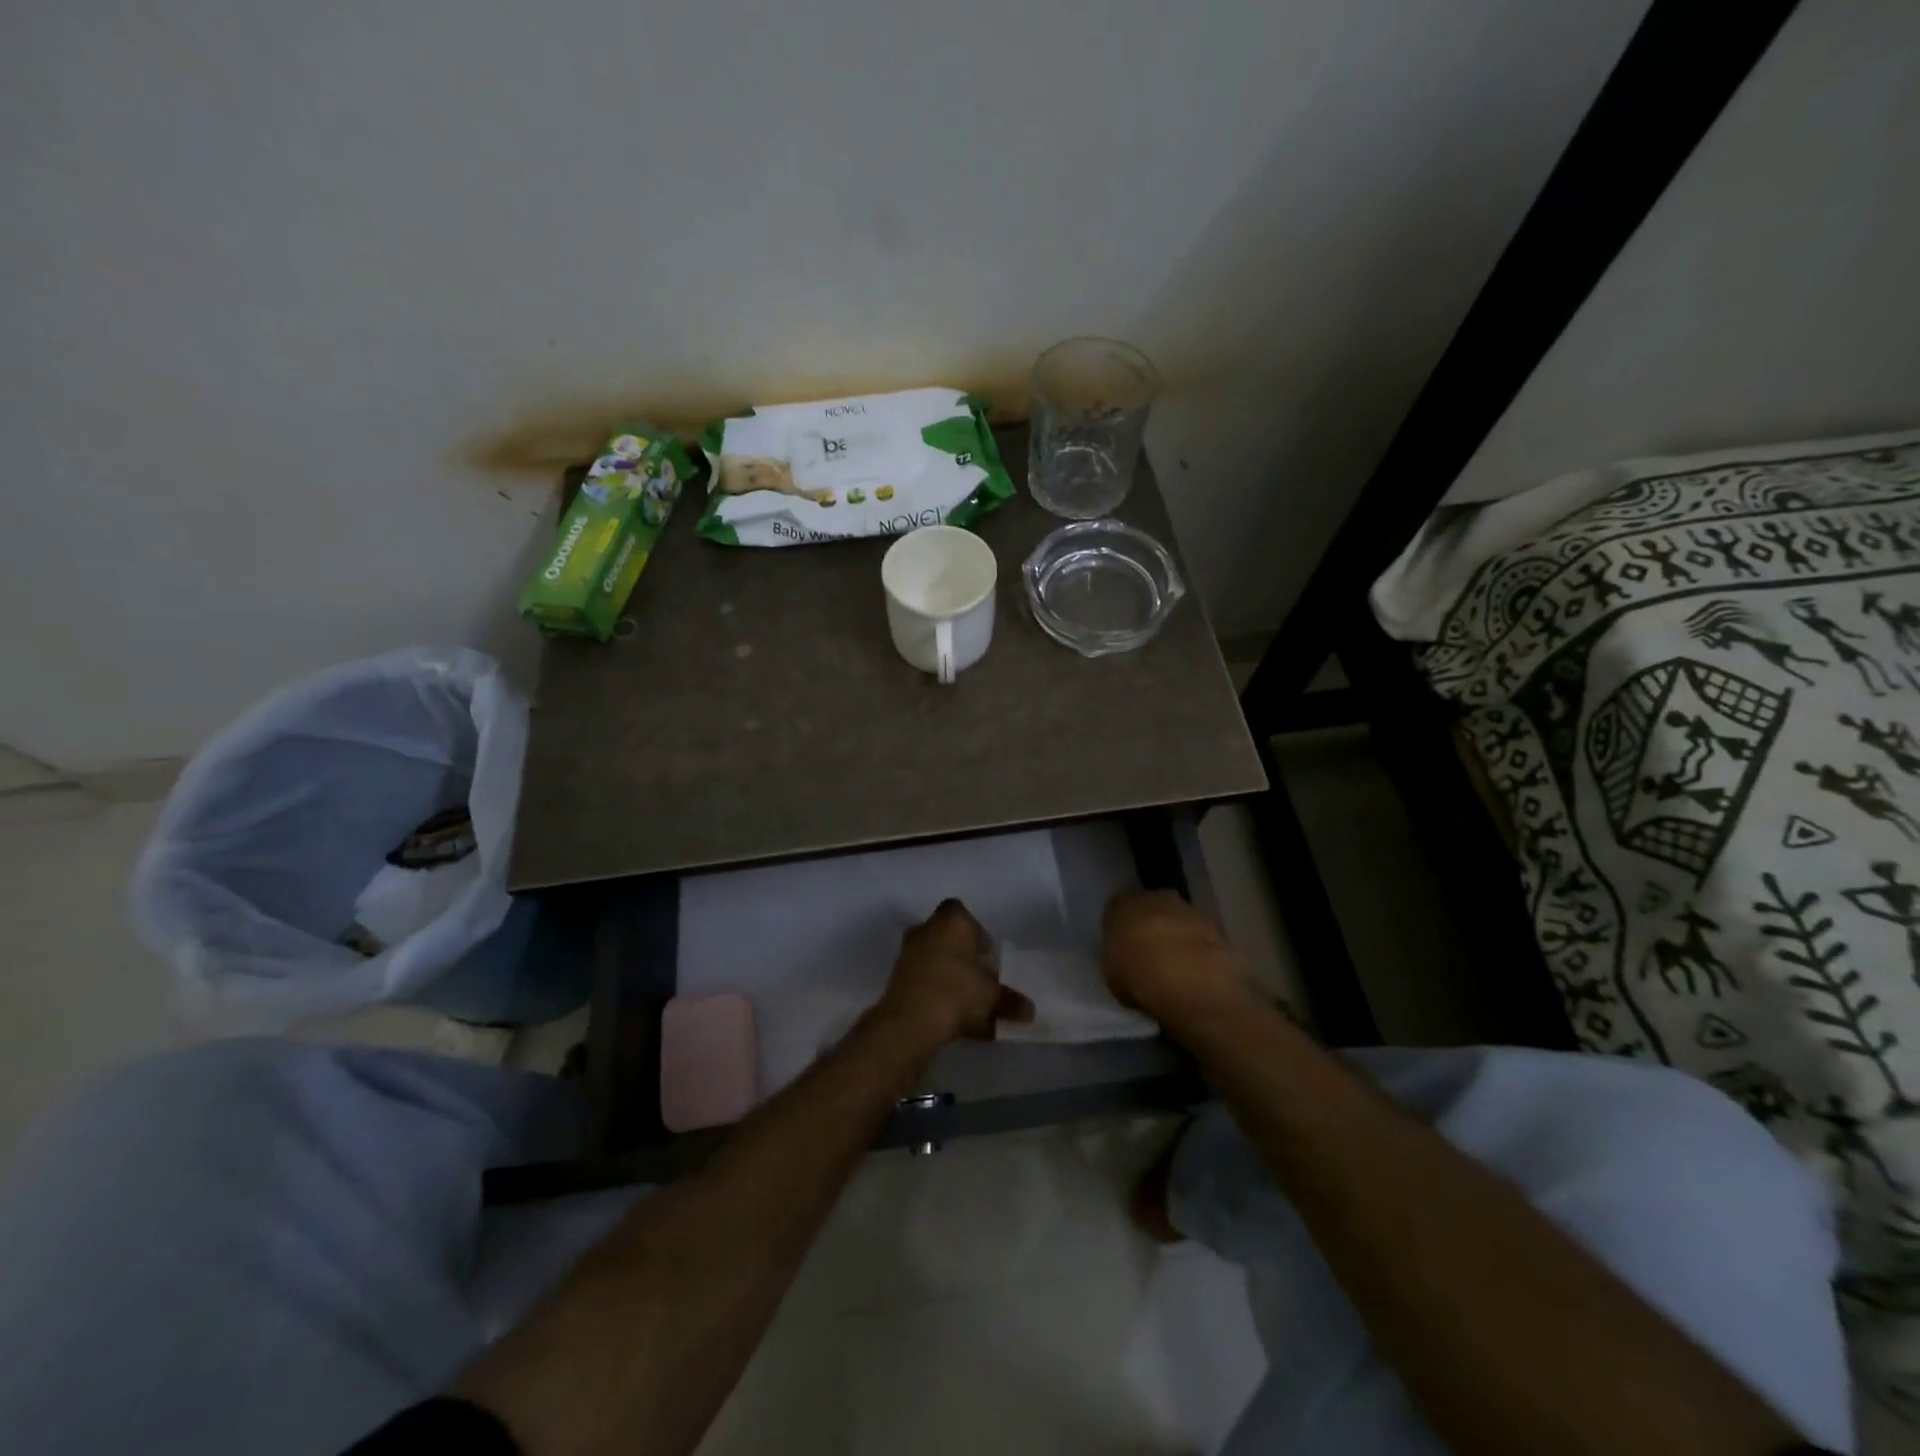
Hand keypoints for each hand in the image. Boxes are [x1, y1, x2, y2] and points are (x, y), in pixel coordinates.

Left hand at [875, 900, 1033, 1046]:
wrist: (912, 1019)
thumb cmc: (958, 991)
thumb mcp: (993, 996)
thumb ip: (1010, 1001)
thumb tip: (1029, 1010)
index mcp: (951, 922)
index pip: (960, 911)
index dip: (974, 929)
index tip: (985, 952)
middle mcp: (926, 930)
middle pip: (945, 936)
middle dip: (960, 954)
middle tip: (978, 976)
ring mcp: (907, 954)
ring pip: (932, 960)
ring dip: (947, 976)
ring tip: (967, 1004)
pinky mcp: (895, 980)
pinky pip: (922, 982)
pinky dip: (935, 995)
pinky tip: (951, 1020)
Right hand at [1100, 891, 1251, 1022]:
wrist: (1190, 982)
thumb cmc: (1137, 976)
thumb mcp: (1112, 974)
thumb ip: (1119, 958)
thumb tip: (1128, 960)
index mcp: (1123, 904)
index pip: (1118, 907)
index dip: (1122, 927)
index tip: (1125, 947)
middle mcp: (1156, 897)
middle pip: (1153, 908)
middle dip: (1154, 927)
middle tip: (1152, 955)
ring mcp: (1191, 911)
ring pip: (1181, 921)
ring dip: (1181, 938)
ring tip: (1180, 969)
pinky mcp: (1219, 929)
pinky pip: (1204, 939)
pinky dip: (1203, 952)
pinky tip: (1201, 975)